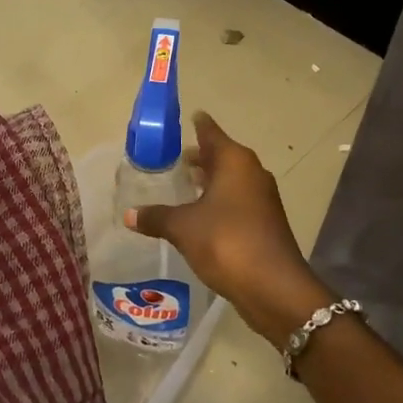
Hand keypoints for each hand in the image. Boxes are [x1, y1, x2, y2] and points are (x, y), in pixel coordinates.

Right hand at [127, 113, 335, 347]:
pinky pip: (235, 202)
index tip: (189, 116)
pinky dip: (217, 202)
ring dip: (209, 181)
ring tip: (182, 184)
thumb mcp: (183, 228)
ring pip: (230, 181)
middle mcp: (251, 173)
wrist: (273, 286)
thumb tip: (129, 215)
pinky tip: (198, 215)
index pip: (211, 133)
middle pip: (222, 156)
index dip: (198, 125)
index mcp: (235, 162)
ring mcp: (261, 199)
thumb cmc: (226, 242)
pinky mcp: (264, 223)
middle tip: (173, 156)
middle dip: (200, 157)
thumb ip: (156, 217)